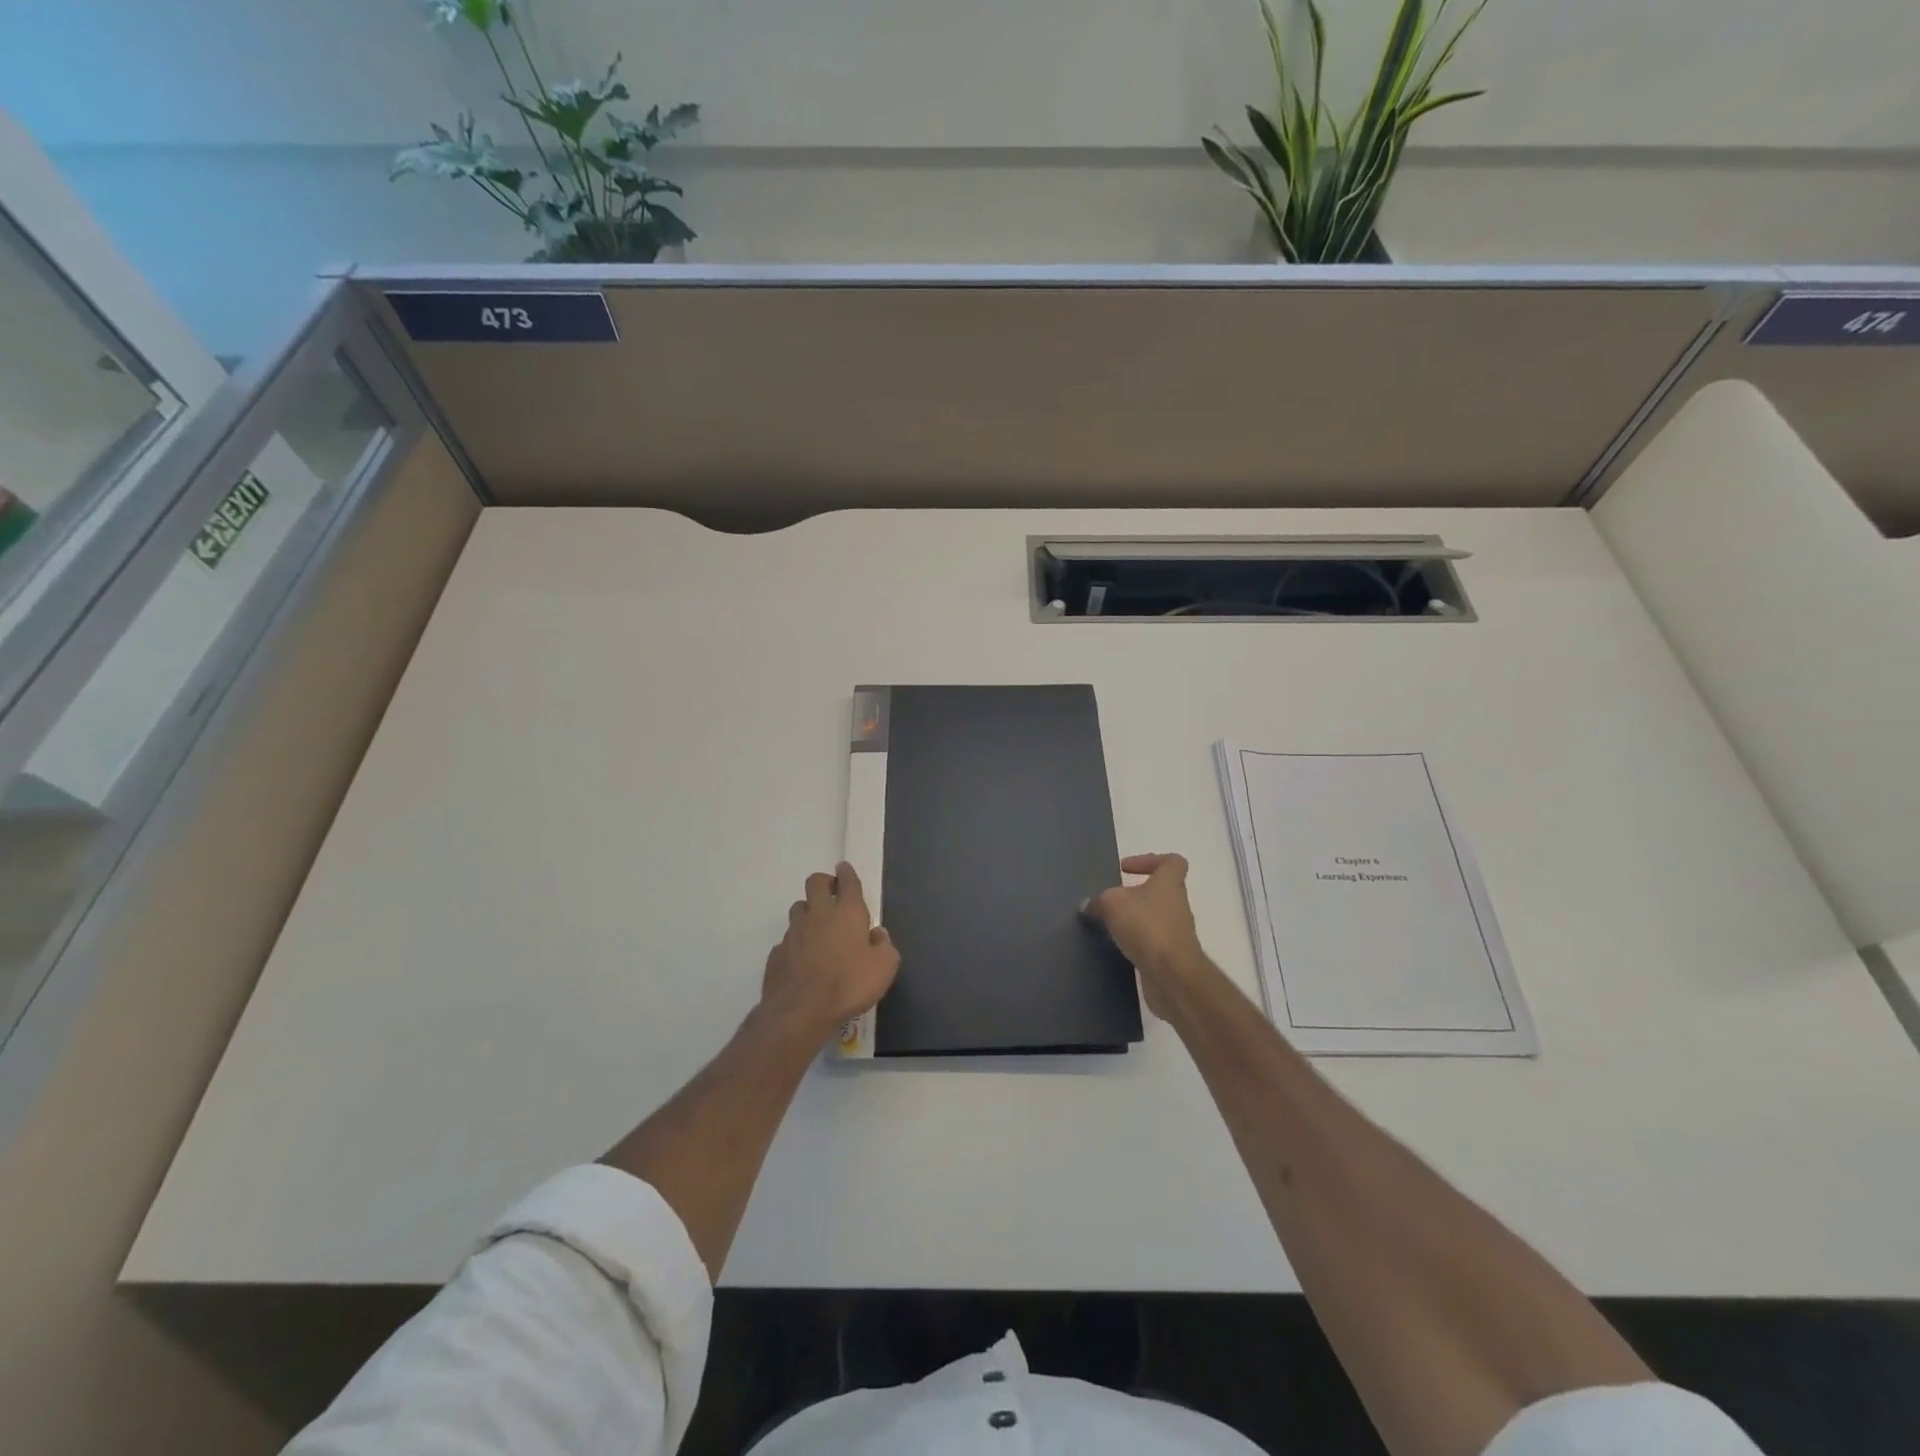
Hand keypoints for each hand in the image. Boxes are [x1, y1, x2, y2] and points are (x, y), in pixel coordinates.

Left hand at [761, 862, 899, 1042]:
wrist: (802, 1011)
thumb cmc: (849, 984)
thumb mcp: (884, 967)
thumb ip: (884, 946)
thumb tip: (877, 935)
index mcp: (847, 912)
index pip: (847, 882)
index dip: (846, 873)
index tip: (844, 869)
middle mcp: (818, 914)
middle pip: (815, 883)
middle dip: (824, 883)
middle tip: (832, 893)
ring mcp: (793, 933)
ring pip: (798, 909)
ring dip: (808, 911)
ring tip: (817, 927)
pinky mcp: (777, 953)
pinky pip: (787, 939)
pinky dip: (796, 943)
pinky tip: (802, 958)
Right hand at [1084, 853, 1207, 1018]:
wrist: (1172, 975)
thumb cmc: (1146, 926)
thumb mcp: (1111, 904)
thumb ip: (1098, 901)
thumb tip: (1087, 906)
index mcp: (1169, 883)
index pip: (1172, 861)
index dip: (1150, 860)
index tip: (1126, 869)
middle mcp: (1177, 905)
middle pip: (1158, 892)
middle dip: (1134, 895)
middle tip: (1109, 901)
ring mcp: (1177, 932)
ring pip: (1153, 918)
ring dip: (1133, 921)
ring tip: (1107, 926)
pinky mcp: (1171, 957)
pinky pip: (1150, 943)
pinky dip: (1134, 943)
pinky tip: (1115, 948)